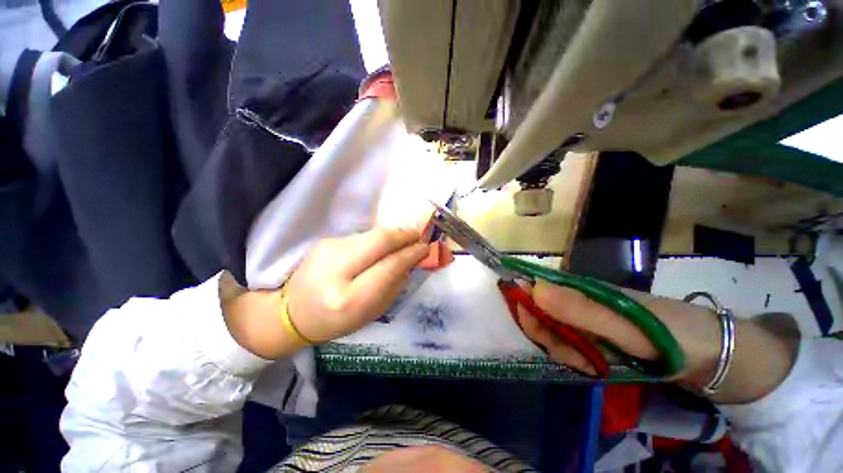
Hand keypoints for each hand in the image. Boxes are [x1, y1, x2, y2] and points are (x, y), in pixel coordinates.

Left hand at [285, 227, 427, 342]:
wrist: (292, 312)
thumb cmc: (336, 320)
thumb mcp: (371, 312)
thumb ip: (394, 284)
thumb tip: (411, 259)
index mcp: (350, 298)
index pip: (389, 265)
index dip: (411, 253)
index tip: (425, 248)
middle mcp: (336, 269)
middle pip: (380, 240)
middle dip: (404, 235)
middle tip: (418, 237)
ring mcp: (328, 250)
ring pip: (372, 234)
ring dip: (392, 235)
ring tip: (404, 240)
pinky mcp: (326, 241)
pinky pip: (361, 236)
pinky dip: (378, 239)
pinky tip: (383, 245)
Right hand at [518, 281, 796, 402]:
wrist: (710, 354)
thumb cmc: (668, 332)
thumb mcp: (624, 323)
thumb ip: (579, 309)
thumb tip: (532, 289)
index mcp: (579, 287)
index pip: (535, 288)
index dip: (526, 306)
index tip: (537, 332)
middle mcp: (576, 299)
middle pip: (540, 312)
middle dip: (548, 336)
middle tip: (576, 358)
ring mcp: (585, 319)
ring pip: (553, 331)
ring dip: (564, 350)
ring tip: (591, 365)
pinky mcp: (593, 336)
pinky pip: (569, 344)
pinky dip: (575, 358)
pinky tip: (593, 366)